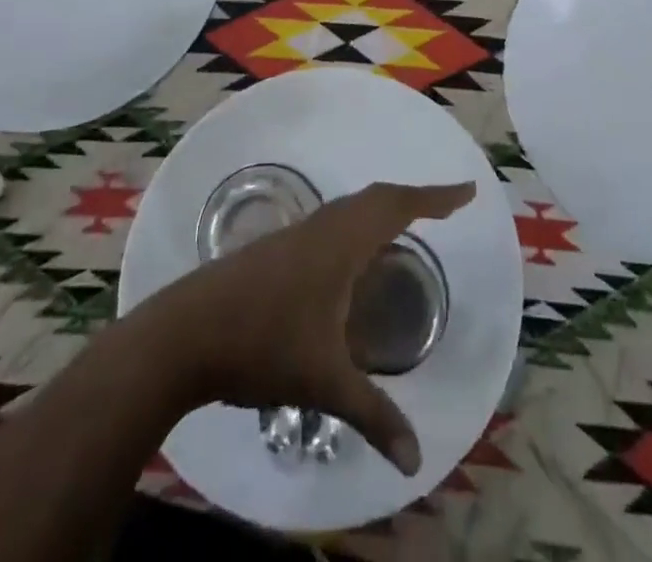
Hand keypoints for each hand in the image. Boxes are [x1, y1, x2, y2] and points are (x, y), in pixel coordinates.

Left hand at [140, 180, 474, 475]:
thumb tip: (416, 459)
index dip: (436, 198)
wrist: (184, 332)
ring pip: (350, 208)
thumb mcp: (324, 382)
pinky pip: (332, 222)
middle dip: (413, 199)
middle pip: (376, 198)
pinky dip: (357, 226)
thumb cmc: (262, 344)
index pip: (398, 206)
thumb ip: (373, 415)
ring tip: (404, 228)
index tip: (467, 192)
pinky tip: (351, 260)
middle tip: (443, 208)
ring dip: (382, 209)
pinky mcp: (275, 248)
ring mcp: (295, 234)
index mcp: (341, 242)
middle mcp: (322, 227)